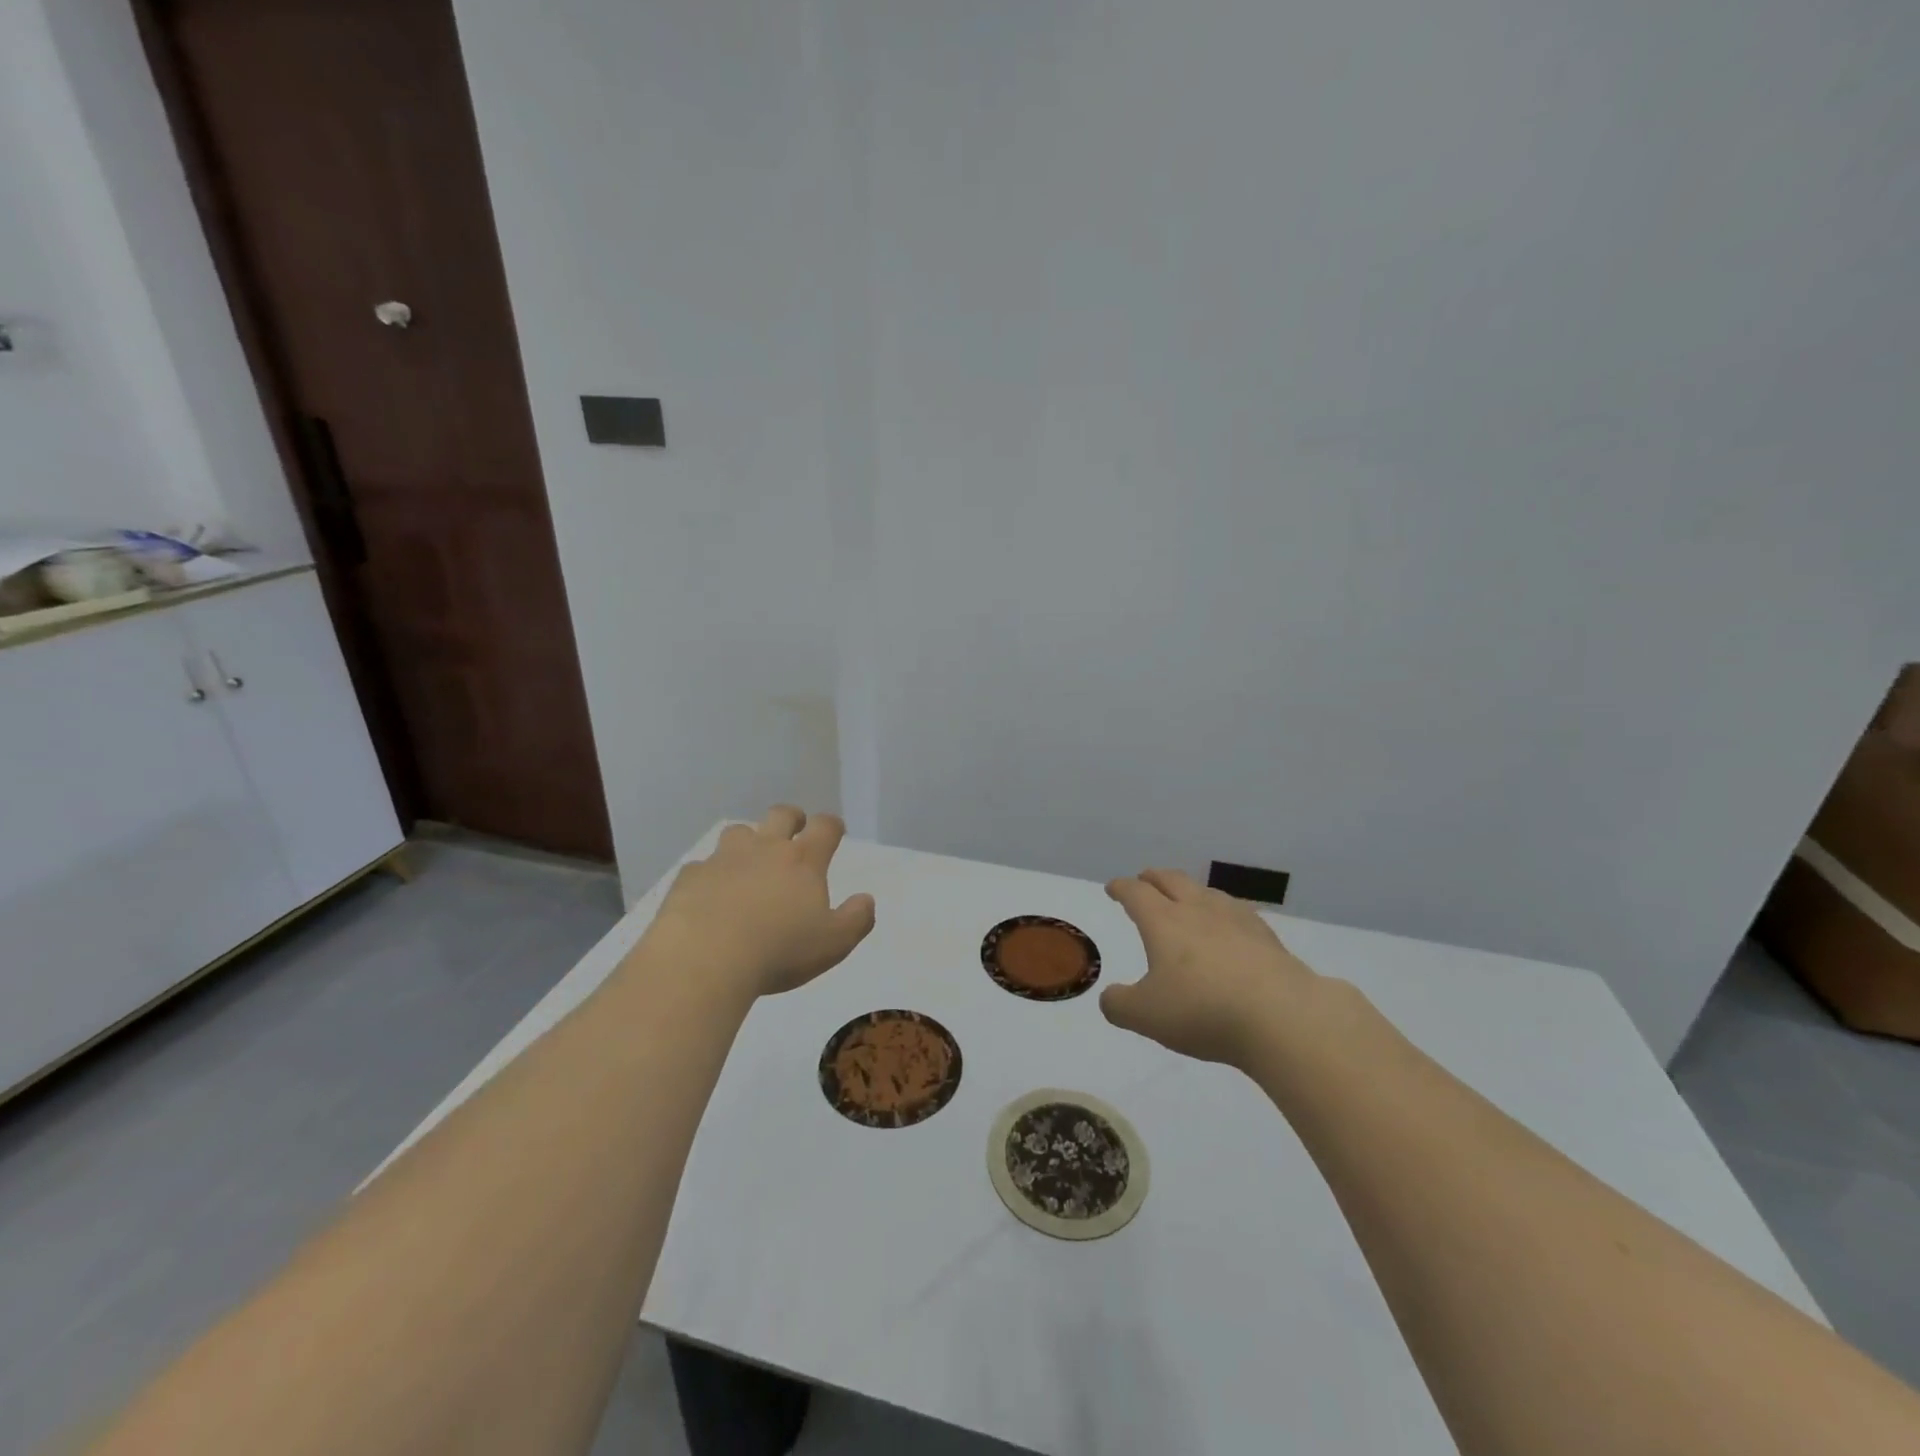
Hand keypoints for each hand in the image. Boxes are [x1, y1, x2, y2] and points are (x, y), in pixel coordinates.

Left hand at [643, 807, 875, 999]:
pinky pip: (702, 866)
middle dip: (792, 818)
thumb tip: (867, 899)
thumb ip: (856, 919)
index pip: (824, 827)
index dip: (832, 826)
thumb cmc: (779, 950)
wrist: (704, 958)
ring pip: (738, 832)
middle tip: (795, 830)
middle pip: (781, 815)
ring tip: (749, 860)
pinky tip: (710, 893)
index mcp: (803, 860)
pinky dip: (710, 874)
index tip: (835, 831)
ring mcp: (724, 859)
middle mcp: (765, 849)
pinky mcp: (690, 877)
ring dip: (748, 840)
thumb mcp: (833, 943)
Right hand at [1100, 869, 1321, 1067]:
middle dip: (1154, 878)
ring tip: (1186, 897)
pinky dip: (1223, 911)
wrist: (1282, 1017)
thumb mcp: (1146, 1016)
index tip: (1113, 887)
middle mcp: (1197, 911)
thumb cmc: (1203, 1011)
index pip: (1136, 894)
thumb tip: (1109, 997)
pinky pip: (1237, 911)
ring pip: (1207, 892)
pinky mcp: (1266, 937)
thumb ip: (1119, 1005)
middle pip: (1172, 881)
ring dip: (1189, 890)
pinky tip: (1230, 925)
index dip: (1122, 888)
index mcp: (1163, 922)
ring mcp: (1236, 920)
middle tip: (1145, 879)